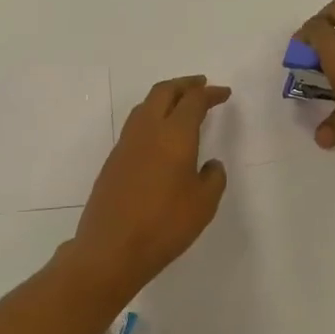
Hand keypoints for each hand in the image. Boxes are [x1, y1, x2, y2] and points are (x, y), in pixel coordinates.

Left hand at [68, 75, 229, 294]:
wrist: (111, 249)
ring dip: (165, 97)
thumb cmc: (164, 225)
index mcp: (174, 134)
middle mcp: (148, 130)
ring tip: (180, 104)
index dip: (211, 93)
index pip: (194, 100)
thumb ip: (213, 178)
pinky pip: (136, 124)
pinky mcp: (113, 160)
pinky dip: (152, 116)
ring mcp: (126, 144)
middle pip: (164, 91)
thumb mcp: (203, 204)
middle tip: (201, 86)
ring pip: (146, 105)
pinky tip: (160, 135)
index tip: (224, 94)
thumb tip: (211, 165)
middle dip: (185, 84)